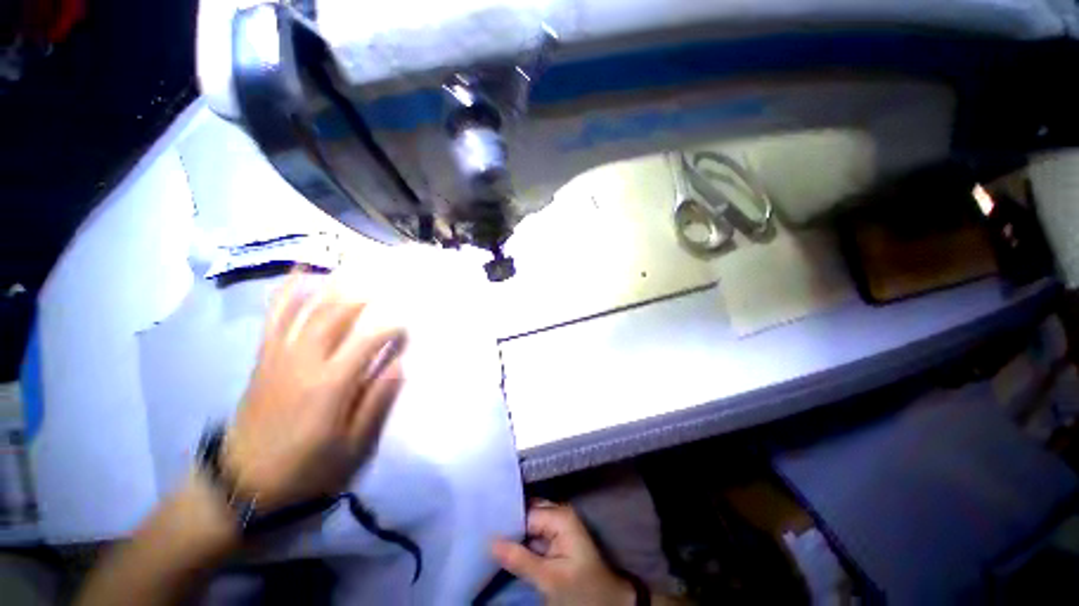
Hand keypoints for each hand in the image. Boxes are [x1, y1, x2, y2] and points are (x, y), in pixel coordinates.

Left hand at [222, 271, 406, 509]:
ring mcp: (279, 357)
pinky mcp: (264, 359)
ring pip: (307, 310)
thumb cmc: (305, 468)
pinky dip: (287, 292)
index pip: (368, 341)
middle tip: (387, 285)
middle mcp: (304, 361)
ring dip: (333, 286)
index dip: (392, 328)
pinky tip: (299, 273)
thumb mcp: (352, 446)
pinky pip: (275, 318)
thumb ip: (377, 401)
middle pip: (336, 316)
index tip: (407, 328)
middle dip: (365, 296)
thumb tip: (400, 365)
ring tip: (353, 268)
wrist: (242, 484)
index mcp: (330, 384)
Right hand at [493, 502, 634, 605]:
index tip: (483, 526)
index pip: (525, 512)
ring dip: (512, 534)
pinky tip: (503, 547)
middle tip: (482, 531)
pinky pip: (532, 536)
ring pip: (528, 525)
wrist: (607, 603)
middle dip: (508, 524)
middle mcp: (558, 515)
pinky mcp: (555, 540)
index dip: (505, 520)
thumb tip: (490, 541)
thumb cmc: (581, 590)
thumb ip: (520, 559)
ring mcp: (557, 527)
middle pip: (526, 514)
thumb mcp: (549, 578)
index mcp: (560, 516)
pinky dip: (520, 543)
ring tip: (487, 537)